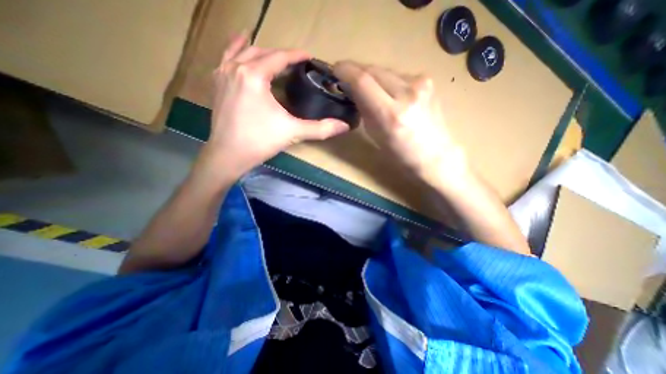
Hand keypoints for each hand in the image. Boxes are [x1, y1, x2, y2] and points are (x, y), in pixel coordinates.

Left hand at [197, 33, 349, 180]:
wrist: (228, 155)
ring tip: (271, 52)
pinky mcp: (216, 84)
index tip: (309, 56)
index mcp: (254, 75)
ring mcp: (222, 74)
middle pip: (262, 52)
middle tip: (295, 62)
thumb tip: (344, 126)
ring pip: (241, 51)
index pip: (280, 57)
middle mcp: (236, 68)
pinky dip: (235, 52)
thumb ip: (320, 128)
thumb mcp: (292, 132)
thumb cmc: (260, 141)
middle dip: (280, 54)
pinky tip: (240, 53)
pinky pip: (225, 59)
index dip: (296, 55)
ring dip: (258, 49)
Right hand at [333, 61, 466, 185]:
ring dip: (373, 77)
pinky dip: (388, 81)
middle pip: (373, 70)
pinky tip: (389, 93)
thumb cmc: (400, 153)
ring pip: (386, 70)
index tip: (335, 69)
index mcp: (391, 115)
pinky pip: (399, 75)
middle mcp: (407, 94)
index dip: (345, 71)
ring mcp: (421, 84)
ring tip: (369, 90)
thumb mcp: (375, 135)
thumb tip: (353, 90)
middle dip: (357, 71)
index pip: (363, 81)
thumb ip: (363, 109)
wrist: (434, 154)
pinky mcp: (428, 80)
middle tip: (348, 79)